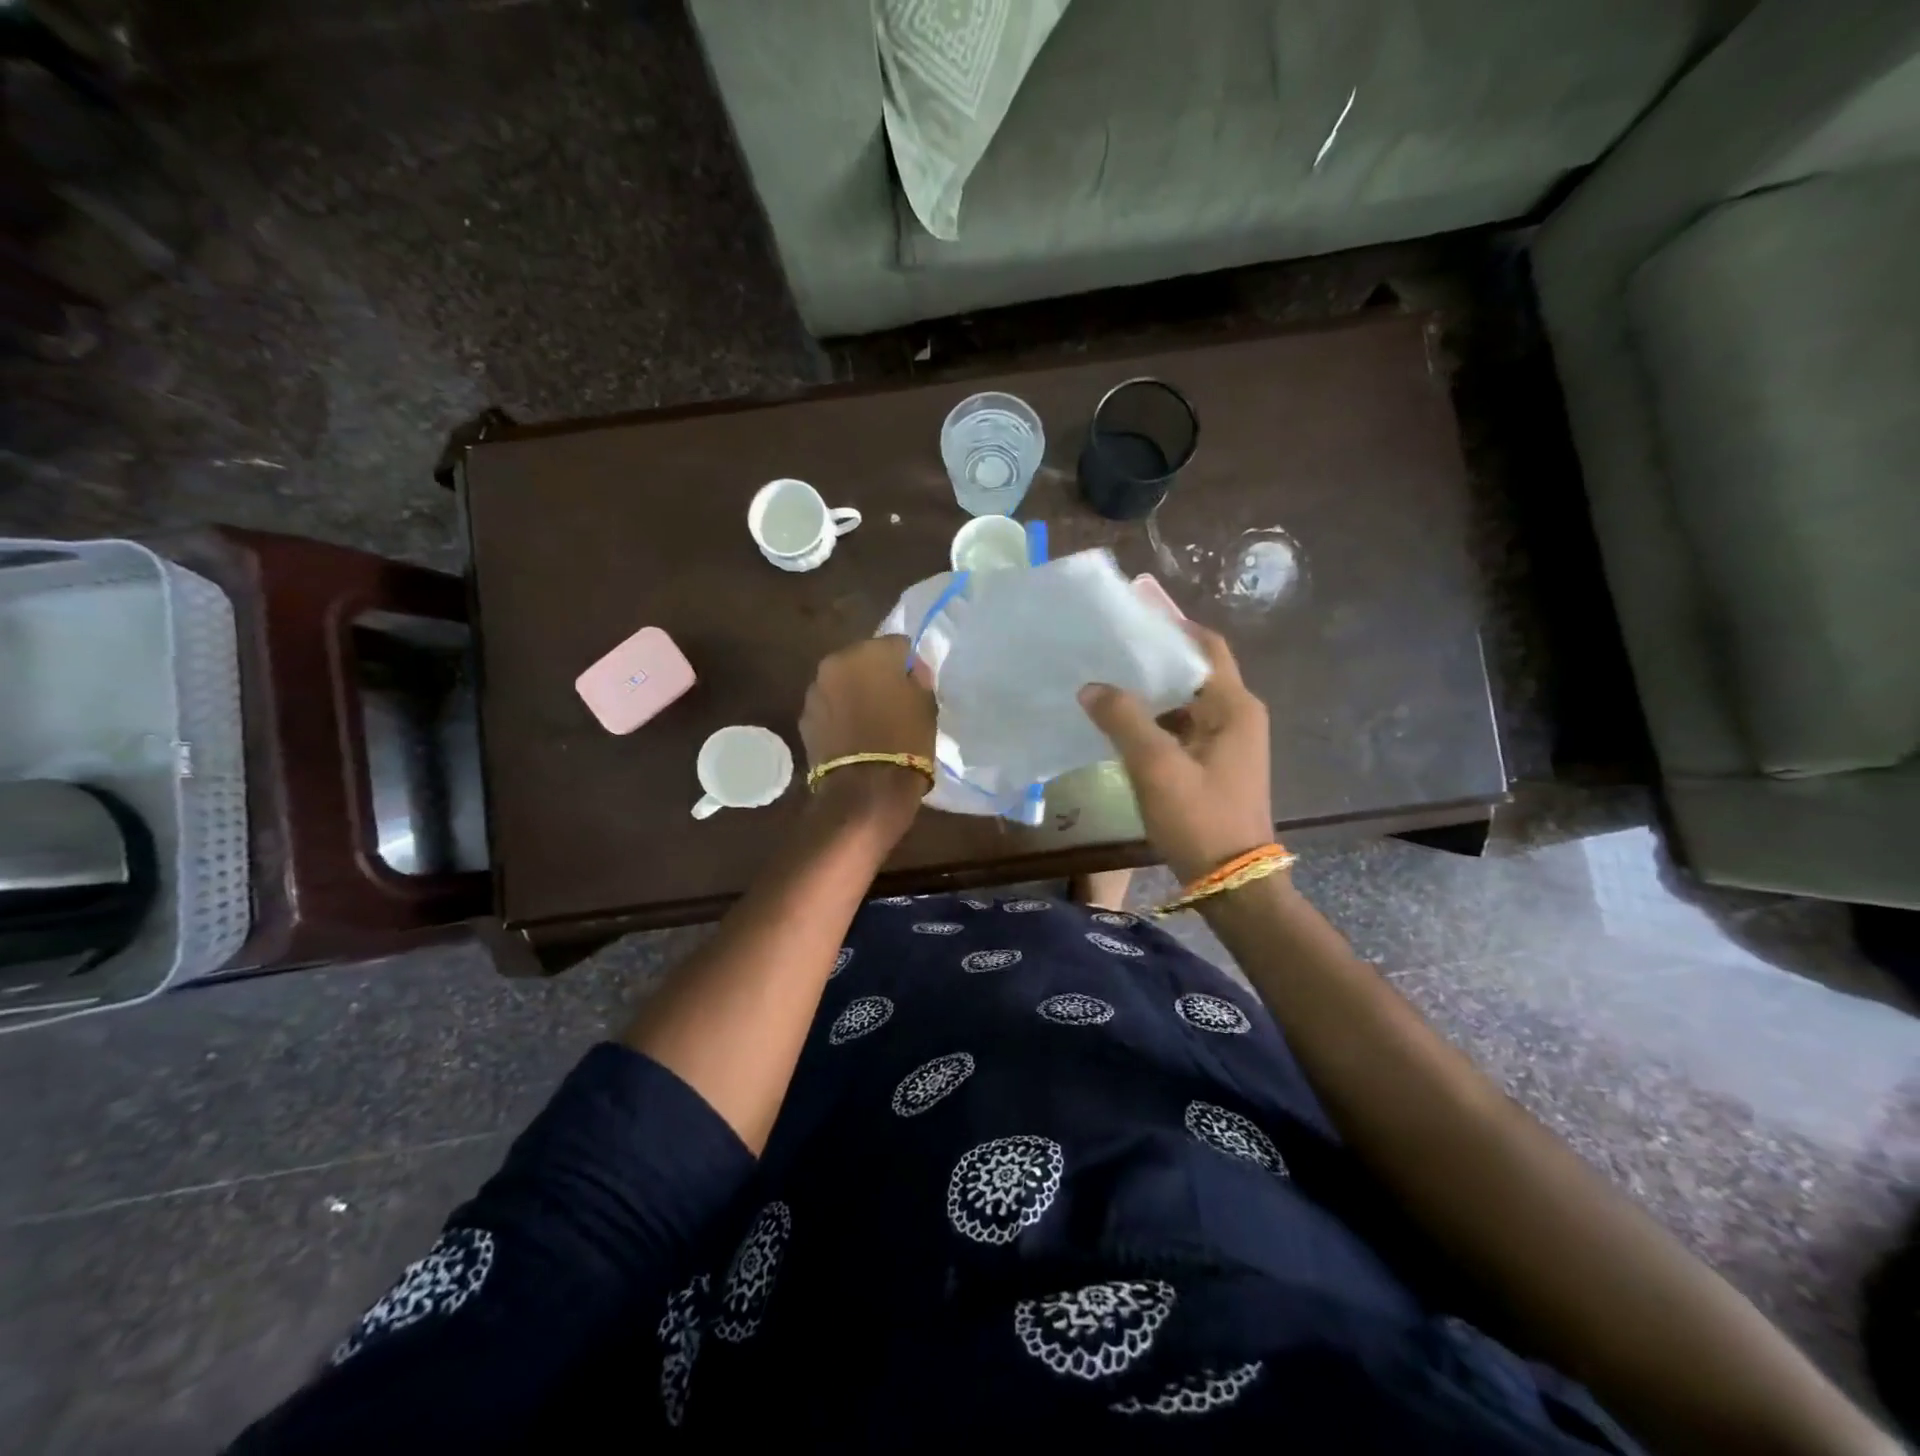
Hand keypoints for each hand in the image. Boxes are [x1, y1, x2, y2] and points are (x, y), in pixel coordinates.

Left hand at [800, 635, 937, 822]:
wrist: (866, 791)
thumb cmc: (906, 743)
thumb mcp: (927, 706)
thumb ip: (918, 678)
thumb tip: (910, 670)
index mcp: (871, 652)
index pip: (897, 645)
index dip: (908, 664)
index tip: (915, 684)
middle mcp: (837, 662)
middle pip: (863, 660)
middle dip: (875, 675)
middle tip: (891, 700)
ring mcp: (816, 690)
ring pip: (842, 682)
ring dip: (854, 693)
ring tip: (870, 720)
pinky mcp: (805, 718)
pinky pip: (829, 707)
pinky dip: (839, 714)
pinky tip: (852, 735)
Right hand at [1078, 625, 1273, 883]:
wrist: (1232, 882)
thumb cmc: (1199, 819)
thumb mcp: (1156, 766)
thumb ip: (1123, 719)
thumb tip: (1091, 687)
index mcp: (1234, 706)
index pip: (1206, 646)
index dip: (1172, 625)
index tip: (1131, 615)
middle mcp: (1237, 715)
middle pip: (1194, 671)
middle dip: (1153, 658)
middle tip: (1108, 648)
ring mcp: (1228, 741)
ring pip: (1185, 701)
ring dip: (1151, 691)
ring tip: (1106, 680)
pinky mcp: (1215, 764)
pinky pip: (1182, 727)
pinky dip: (1155, 719)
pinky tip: (1121, 723)